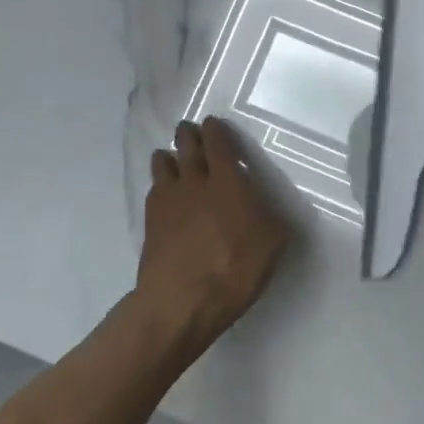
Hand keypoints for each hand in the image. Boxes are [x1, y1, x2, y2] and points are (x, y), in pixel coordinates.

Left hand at [136, 117, 290, 340]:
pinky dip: (159, 183)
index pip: (218, 142)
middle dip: (189, 134)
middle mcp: (195, 181)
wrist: (182, 300)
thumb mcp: (273, 241)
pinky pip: (153, 189)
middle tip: (190, 131)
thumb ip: (270, 214)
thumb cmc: (236, 267)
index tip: (213, 124)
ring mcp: (168, 199)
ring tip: (173, 158)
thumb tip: (265, 204)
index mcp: (227, 180)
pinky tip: (164, 192)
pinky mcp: (150, 221)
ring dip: (170, 156)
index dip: (216, 130)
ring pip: (163, 162)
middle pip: (186, 145)